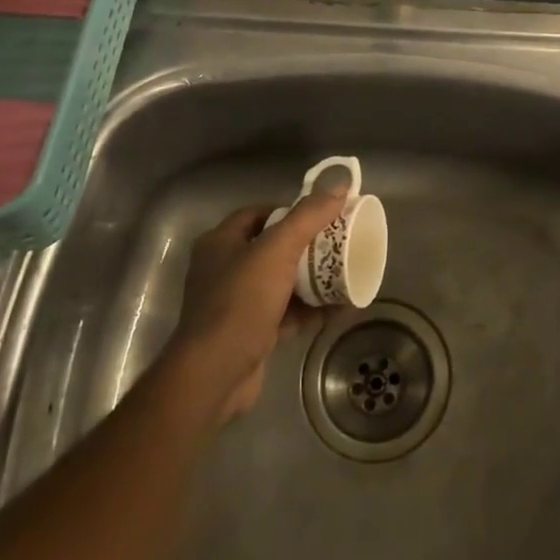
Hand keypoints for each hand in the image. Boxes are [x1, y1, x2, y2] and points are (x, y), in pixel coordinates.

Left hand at [159, 184, 347, 428]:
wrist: (215, 374)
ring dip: (312, 280)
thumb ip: (308, 216)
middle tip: (339, 243)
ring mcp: (236, 304)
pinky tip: (340, 307)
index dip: (290, 210)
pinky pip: (287, 313)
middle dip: (307, 246)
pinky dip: (311, 309)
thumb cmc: (241, 301)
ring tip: (345, 273)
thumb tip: (340, 185)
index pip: (259, 214)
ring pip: (282, 282)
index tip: (322, 214)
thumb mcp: (277, 250)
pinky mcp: (250, 333)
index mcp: (221, 242)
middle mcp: (224, 269)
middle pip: (273, 248)